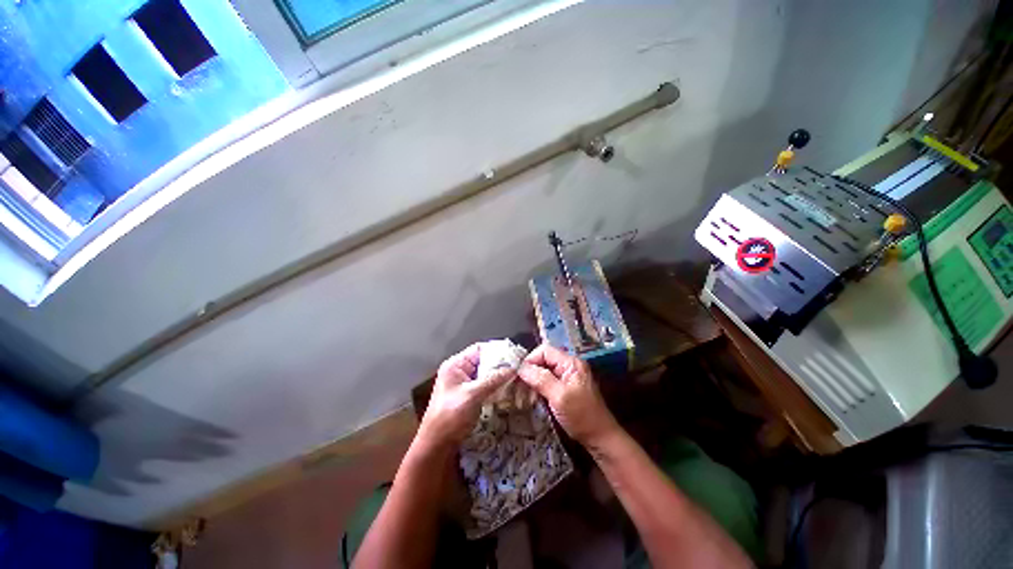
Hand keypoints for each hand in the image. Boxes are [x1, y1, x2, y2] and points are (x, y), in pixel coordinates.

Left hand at [418, 344, 513, 447]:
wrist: (437, 445)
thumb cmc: (451, 417)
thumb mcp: (473, 395)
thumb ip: (493, 379)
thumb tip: (513, 368)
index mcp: (455, 365)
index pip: (479, 349)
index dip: (496, 350)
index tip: (514, 354)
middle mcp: (459, 370)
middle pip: (483, 360)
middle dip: (500, 364)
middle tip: (518, 367)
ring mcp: (463, 383)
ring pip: (485, 373)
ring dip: (499, 376)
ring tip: (516, 377)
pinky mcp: (468, 395)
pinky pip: (484, 385)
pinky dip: (495, 386)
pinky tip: (507, 389)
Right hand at [518, 344, 619, 445]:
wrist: (600, 438)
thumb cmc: (581, 416)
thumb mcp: (559, 397)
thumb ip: (541, 379)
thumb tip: (521, 367)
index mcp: (571, 363)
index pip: (545, 350)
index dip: (530, 360)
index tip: (519, 375)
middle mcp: (569, 365)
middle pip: (544, 359)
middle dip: (530, 370)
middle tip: (518, 385)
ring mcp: (568, 376)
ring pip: (544, 370)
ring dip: (533, 379)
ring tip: (523, 392)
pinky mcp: (566, 387)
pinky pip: (548, 380)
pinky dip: (539, 386)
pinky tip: (533, 396)